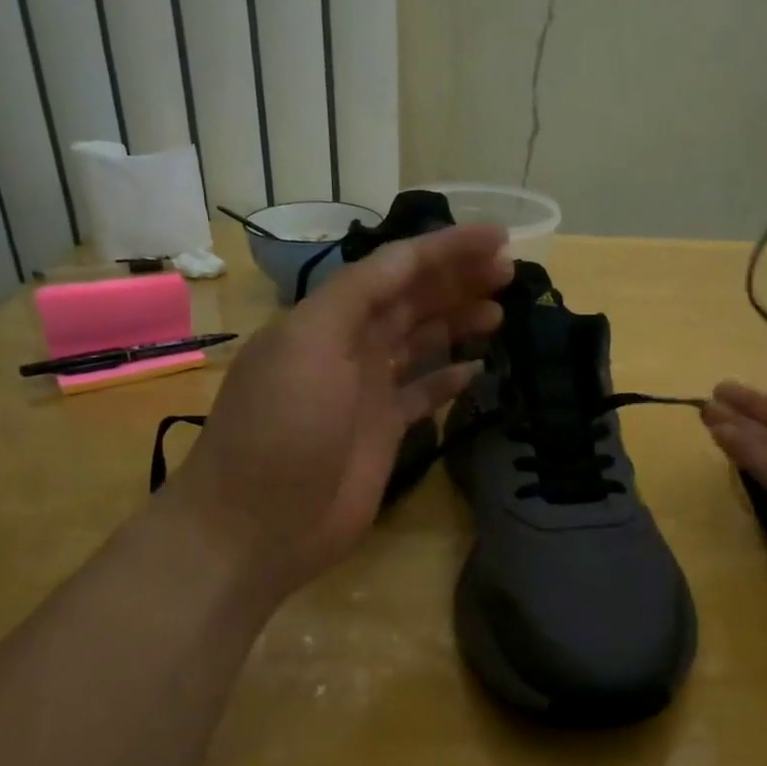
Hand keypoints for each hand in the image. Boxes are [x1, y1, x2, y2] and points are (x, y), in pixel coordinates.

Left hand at [165, 225, 512, 603]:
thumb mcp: (308, 347)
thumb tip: (408, 264)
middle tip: (510, 272)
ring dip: (458, 321)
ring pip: (420, 342)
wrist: (256, 526)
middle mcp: (349, 346)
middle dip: (458, 279)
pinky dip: (449, 378)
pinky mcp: (383, 432)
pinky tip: (479, 368)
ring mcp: (366, 391)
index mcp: (328, 318)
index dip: (445, 249)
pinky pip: (423, 393)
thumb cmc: (281, 431)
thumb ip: (357, 299)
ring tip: (501, 311)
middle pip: (412, 300)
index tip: (499, 239)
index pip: (395, 268)